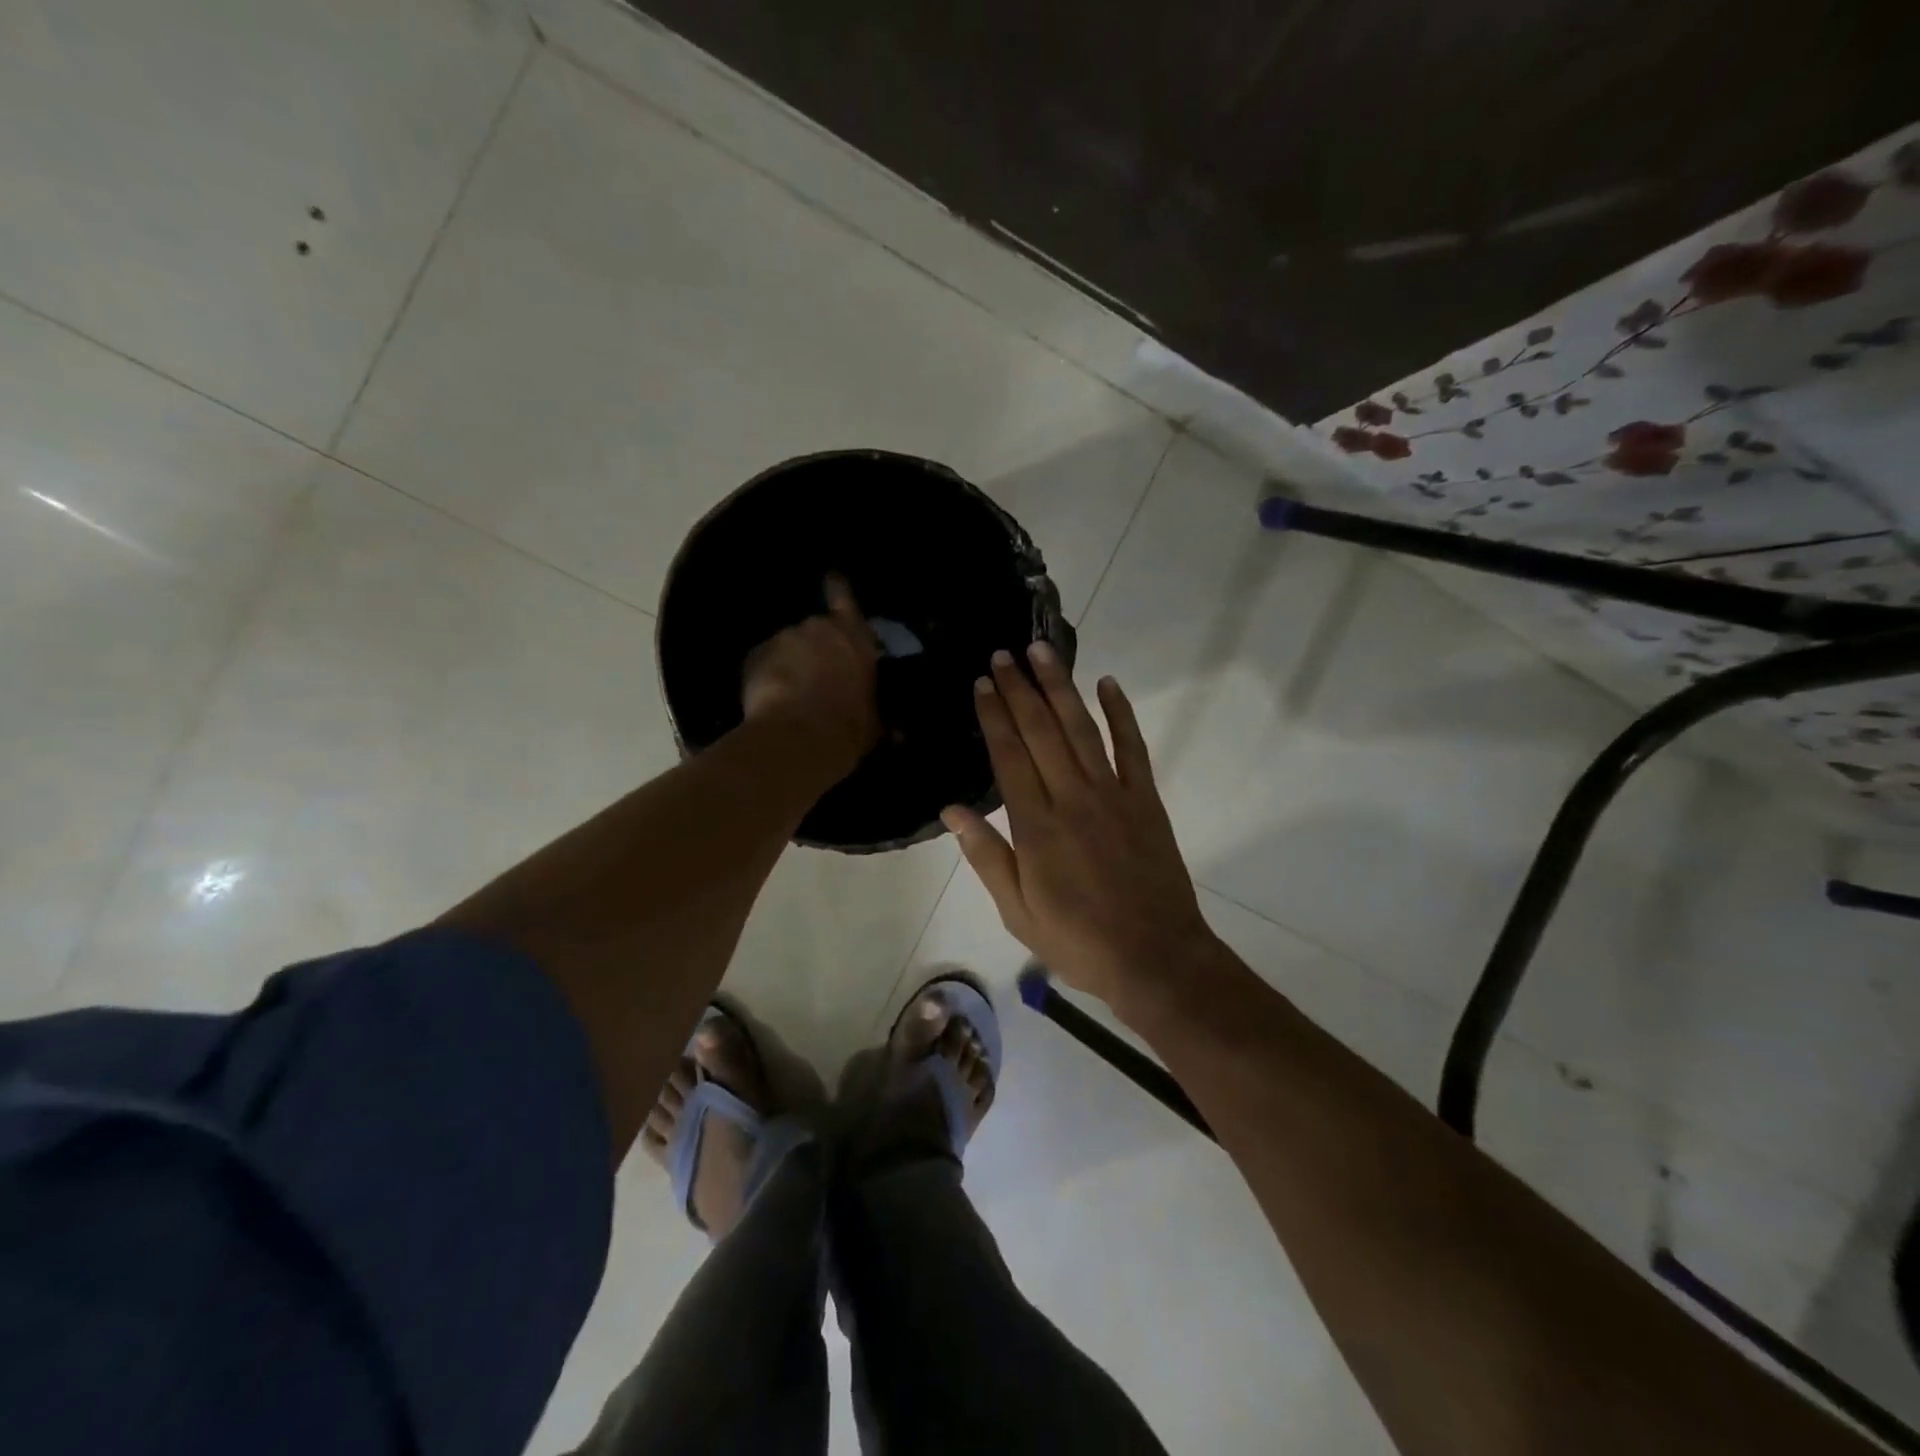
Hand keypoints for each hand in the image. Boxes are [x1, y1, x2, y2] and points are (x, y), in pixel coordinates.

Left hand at [741, 574, 879, 777]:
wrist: (799, 738)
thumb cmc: (848, 727)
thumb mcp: (873, 725)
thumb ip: (878, 716)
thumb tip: (898, 735)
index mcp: (854, 637)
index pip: (844, 598)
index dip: (838, 588)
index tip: (831, 578)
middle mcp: (818, 628)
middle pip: (815, 630)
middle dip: (814, 648)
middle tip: (816, 676)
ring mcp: (782, 639)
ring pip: (786, 647)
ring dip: (789, 663)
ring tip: (790, 693)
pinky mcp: (754, 656)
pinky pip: (763, 663)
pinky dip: (767, 677)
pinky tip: (770, 700)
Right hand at [941, 643, 1217, 1013]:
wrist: (1155, 957)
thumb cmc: (1078, 940)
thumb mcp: (1017, 911)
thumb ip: (986, 856)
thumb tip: (952, 810)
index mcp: (1037, 826)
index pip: (1009, 756)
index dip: (994, 716)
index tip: (982, 683)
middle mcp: (1073, 798)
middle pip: (1041, 731)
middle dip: (1020, 689)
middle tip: (1004, 654)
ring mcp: (1113, 794)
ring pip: (1081, 729)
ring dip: (1061, 687)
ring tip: (1042, 652)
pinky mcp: (1145, 799)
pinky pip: (1132, 747)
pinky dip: (1121, 713)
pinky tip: (1108, 684)